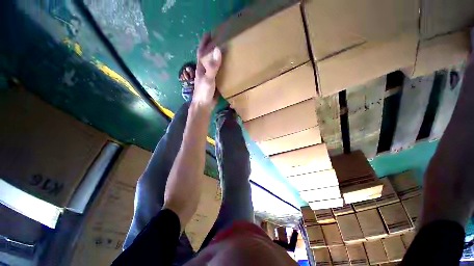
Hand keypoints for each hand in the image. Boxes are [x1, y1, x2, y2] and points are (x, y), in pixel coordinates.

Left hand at [192, 34, 221, 108]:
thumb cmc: (204, 92)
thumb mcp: (208, 78)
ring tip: (227, 53)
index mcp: (201, 67)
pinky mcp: (215, 84)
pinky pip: (219, 74)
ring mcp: (210, 77)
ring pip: (214, 66)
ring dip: (218, 59)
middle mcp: (204, 71)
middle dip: (212, 49)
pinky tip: (229, 68)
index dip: (204, 42)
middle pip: (208, 57)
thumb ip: (213, 66)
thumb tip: (218, 49)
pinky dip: (223, 70)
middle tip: (221, 41)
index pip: (202, 51)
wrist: (204, 105)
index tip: (209, 33)